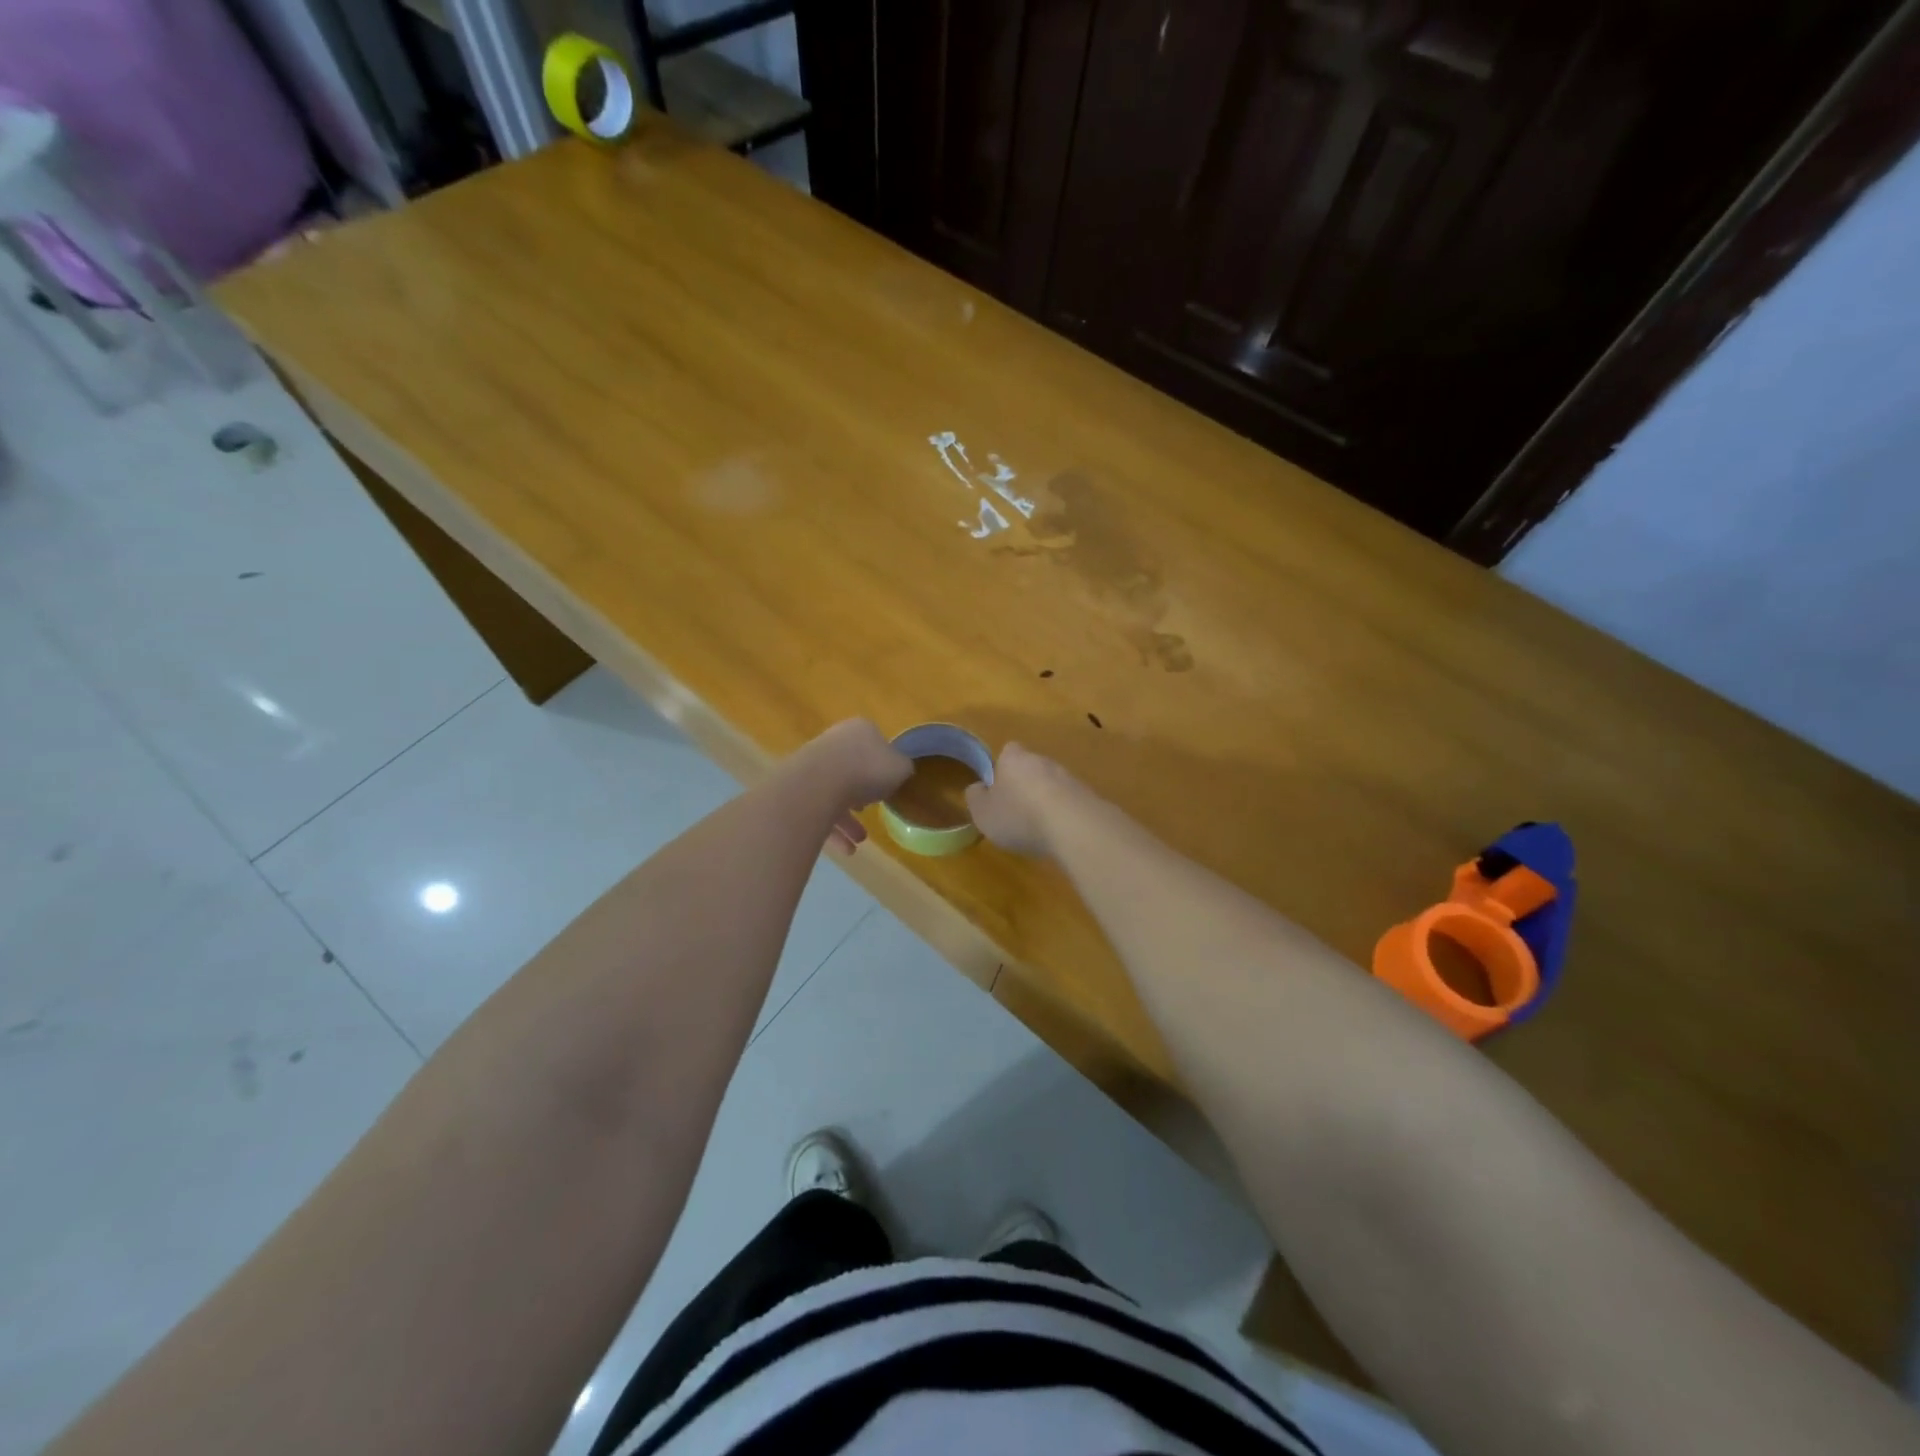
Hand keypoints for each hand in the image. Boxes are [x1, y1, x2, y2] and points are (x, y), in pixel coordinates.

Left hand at [798, 719, 912, 856]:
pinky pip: (818, 810)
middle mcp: (834, 743)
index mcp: (860, 730)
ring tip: (860, 841)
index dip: (883, 767)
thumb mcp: (900, 768)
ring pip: (834, 794)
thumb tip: (898, 771)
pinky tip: (845, 849)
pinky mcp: (796, 789)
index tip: (888, 787)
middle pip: (852, 770)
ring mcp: (812, 764)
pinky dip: (832, 831)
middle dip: (862, 796)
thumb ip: (902, 769)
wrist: (818, 784)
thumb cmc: (867, 770)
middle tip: (870, 813)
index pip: (875, 745)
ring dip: (848, 821)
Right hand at [964, 742, 1081, 858]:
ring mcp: (1068, 776)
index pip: (1007, 752)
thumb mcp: (983, 813)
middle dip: (1024, 786)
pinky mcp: (1087, 795)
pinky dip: (1063, 814)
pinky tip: (1058, 834)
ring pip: (1051, 785)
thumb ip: (976, 798)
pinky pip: (1069, 802)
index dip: (1001, 769)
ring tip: (1038, 829)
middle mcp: (1042, 760)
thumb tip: (978, 788)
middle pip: (1030, 768)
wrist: (1074, 826)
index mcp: (1014, 758)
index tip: (998, 791)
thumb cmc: (1019, 816)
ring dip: (1045, 801)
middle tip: (1016, 813)